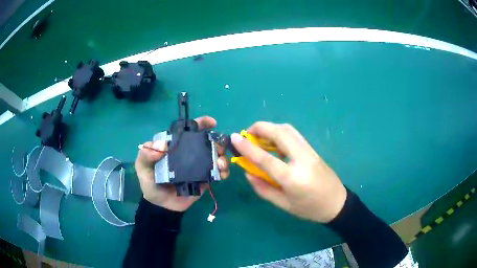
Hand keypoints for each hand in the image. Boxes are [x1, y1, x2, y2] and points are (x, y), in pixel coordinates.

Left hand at [135, 116, 229, 211]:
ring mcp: (198, 166)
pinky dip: (223, 172)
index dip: (201, 124)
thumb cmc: (150, 183)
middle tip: (219, 148)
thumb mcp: (142, 167)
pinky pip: (217, 173)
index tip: (212, 123)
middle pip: (207, 142)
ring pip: (215, 157)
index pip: (189, 131)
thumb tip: (162, 144)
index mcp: (176, 146)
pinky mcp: (205, 179)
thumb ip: (146, 155)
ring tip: (220, 164)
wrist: (161, 206)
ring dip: (222, 157)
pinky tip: (223, 174)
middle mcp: (189, 154)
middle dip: (217, 142)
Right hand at [231, 122, 346, 222]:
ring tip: (258, 137)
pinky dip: (280, 132)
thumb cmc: (309, 209)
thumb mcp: (283, 204)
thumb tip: (248, 173)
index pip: (266, 158)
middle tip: (246, 135)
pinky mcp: (313, 149)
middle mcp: (302, 159)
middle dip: (259, 128)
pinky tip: (273, 142)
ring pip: (288, 129)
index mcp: (292, 178)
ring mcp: (309, 152)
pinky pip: (294, 134)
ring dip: (270, 128)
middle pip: (279, 132)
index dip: (247, 147)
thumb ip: (263, 188)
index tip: (234, 137)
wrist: (337, 203)